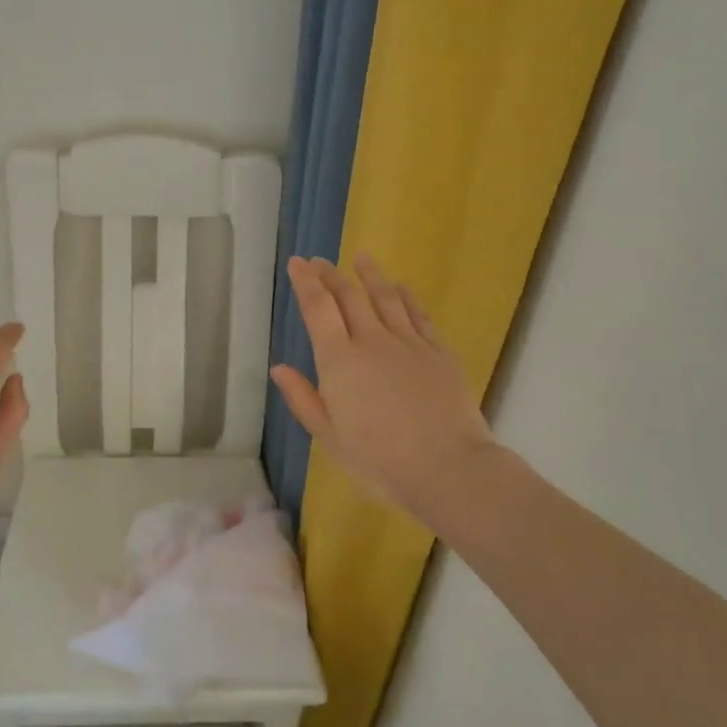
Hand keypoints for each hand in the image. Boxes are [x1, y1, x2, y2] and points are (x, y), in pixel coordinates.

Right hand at [270, 255, 500, 521]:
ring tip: (361, 258)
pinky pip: (419, 315)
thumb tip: (278, 368)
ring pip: (386, 298)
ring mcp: (410, 344)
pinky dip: (408, 297)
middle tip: (320, 260)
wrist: (447, 468)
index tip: (298, 263)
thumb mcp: (329, 437)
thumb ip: (303, 399)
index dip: (306, 283)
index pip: (318, 309)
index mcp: (339, 361)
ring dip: (371, 276)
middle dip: (331, 275)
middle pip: (349, 297)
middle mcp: (372, 341)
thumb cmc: (379, 460)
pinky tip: (402, 287)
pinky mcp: (439, 353)